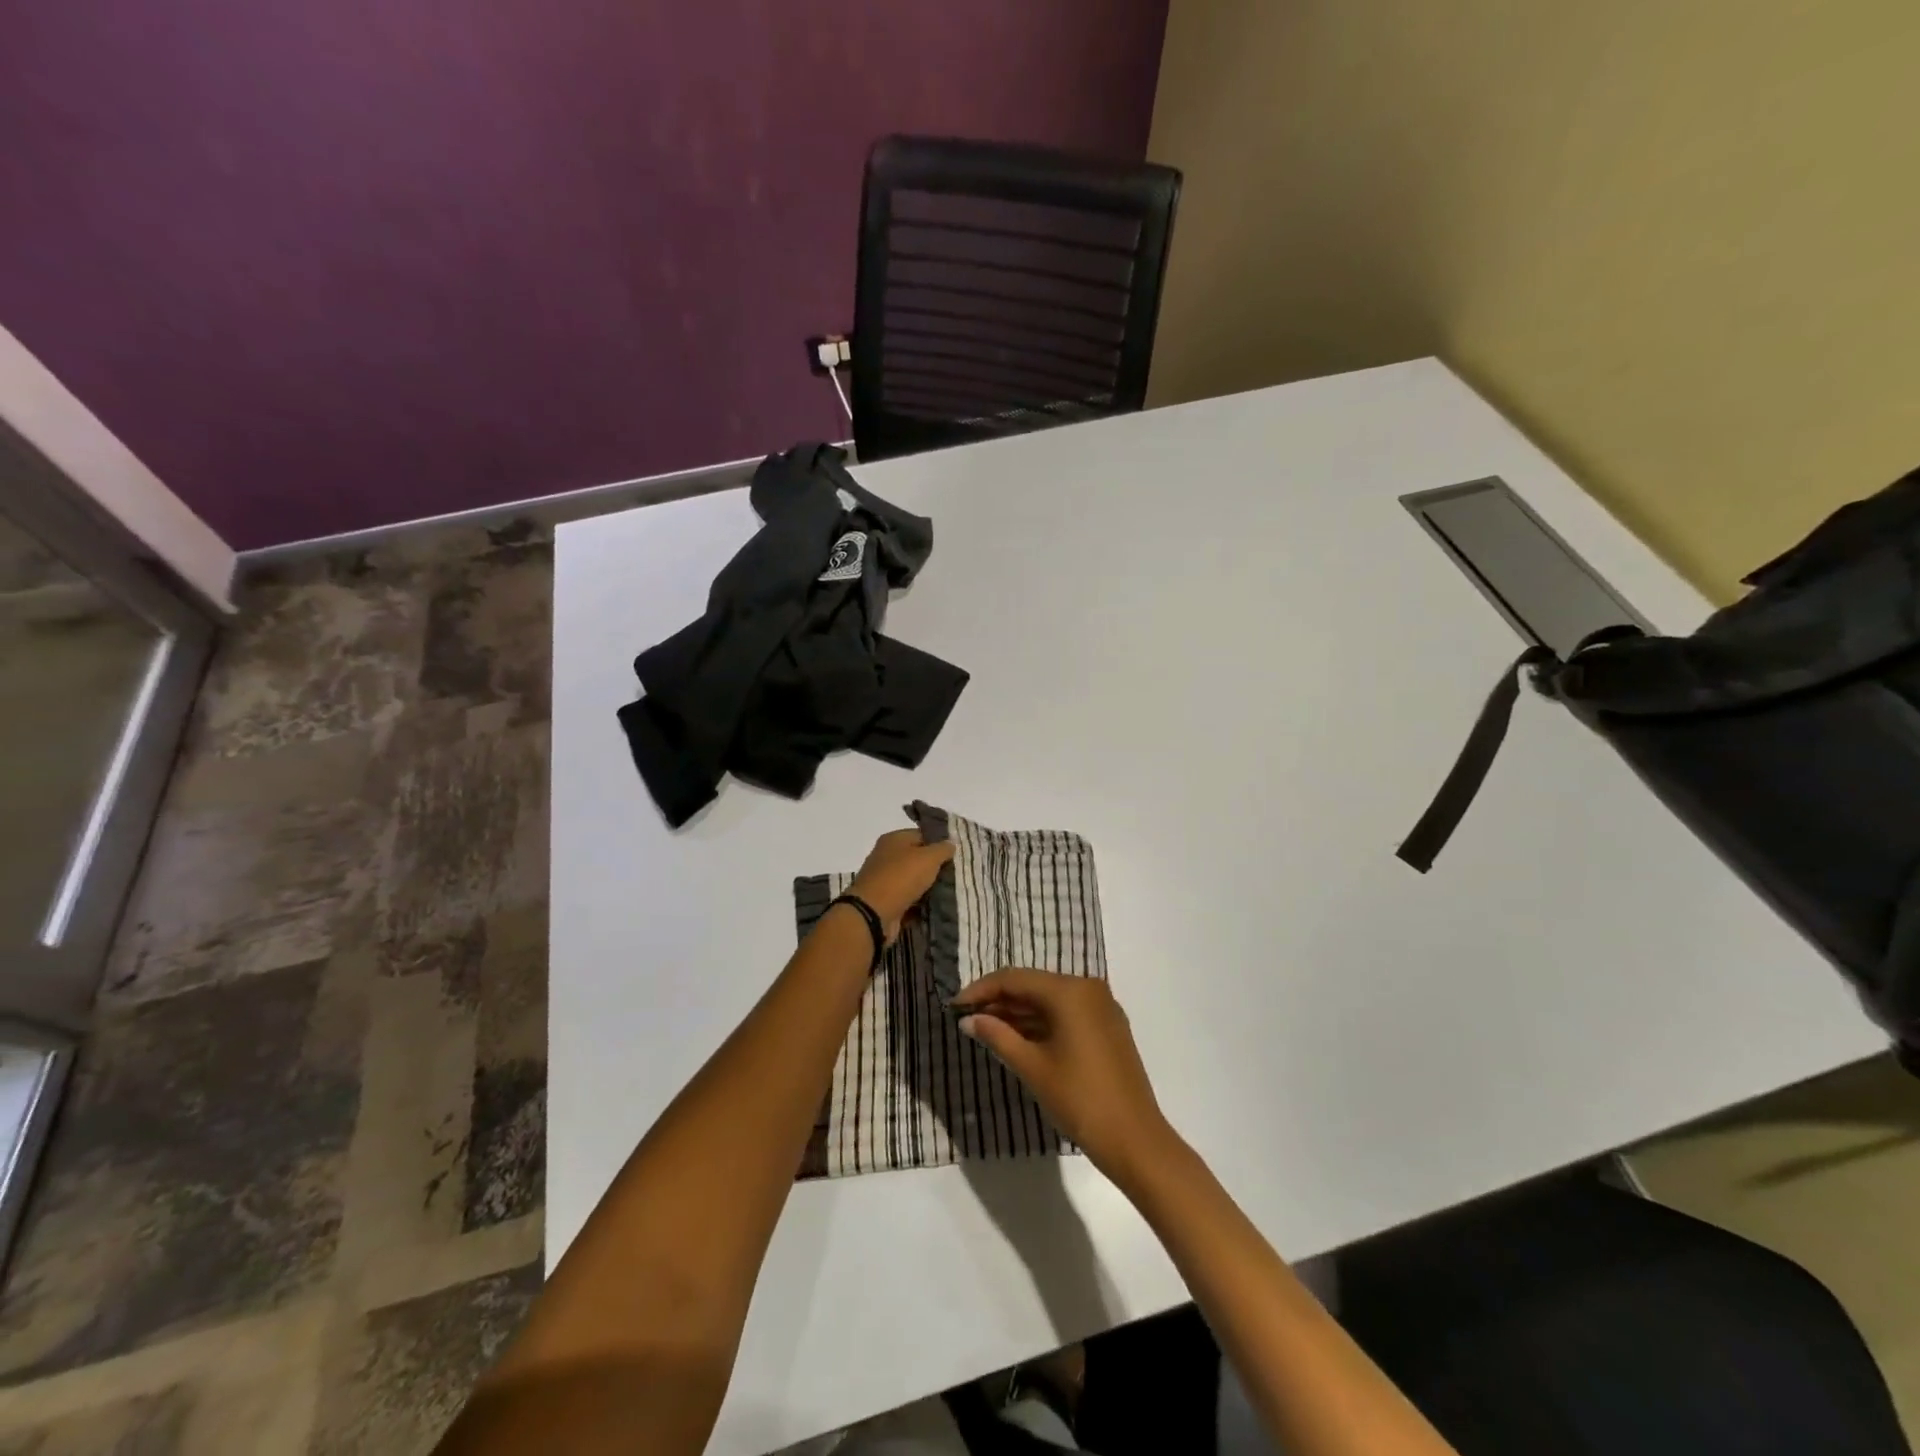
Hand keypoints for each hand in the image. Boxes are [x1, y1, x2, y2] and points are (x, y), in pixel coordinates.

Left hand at [847, 828, 954, 943]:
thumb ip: (942, 849)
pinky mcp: (886, 901)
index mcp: (893, 840)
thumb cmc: (901, 878)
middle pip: (917, 858)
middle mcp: (887, 857)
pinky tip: (936, 906)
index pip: (921, 835)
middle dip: (935, 867)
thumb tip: (951, 843)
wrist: (873, 914)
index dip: (939, 843)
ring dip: (929, 887)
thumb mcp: (928, 858)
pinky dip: (920, 903)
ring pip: (914, 880)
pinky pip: (908, 899)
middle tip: (956, 874)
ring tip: (950, 891)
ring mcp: (885, 880)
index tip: (956, 854)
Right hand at [950, 969, 1177, 1185]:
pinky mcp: (1108, 1029)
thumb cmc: (1080, 1099)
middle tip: (967, 1019)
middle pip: (1034, 986)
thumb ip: (998, 1036)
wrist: (1136, 1141)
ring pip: (1050, 1001)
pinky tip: (1018, 1039)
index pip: (1015, 979)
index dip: (982, 989)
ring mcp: (1102, 1009)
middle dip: (999, 1001)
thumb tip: (968, 1020)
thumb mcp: (1032, 1067)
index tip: (955, 1005)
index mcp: (1070, 991)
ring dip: (1019, 1014)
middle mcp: (1088, 989)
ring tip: (986, 1030)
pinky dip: (1041, 1024)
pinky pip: (1067, 1015)